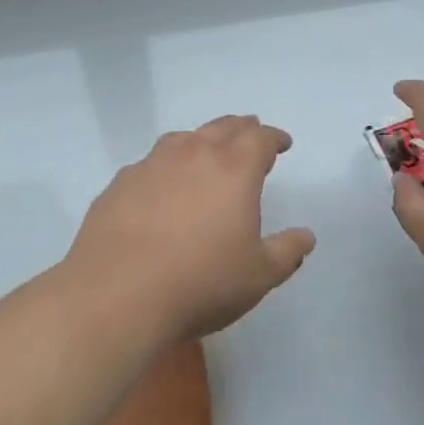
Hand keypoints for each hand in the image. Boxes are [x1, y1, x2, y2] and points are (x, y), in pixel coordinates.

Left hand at [67, 115, 315, 343]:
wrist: (117, 296)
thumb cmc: (200, 283)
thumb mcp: (258, 276)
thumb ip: (286, 252)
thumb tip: (306, 236)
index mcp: (234, 169)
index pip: (260, 138)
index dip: (274, 138)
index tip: (282, 143)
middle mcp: (193, 154)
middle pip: (223, 127)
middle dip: (242, 128)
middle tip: (251, 134)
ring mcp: (151, 165)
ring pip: (183, 138)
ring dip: (202, 140)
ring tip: (207, 152)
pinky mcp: (120, 184)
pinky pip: (150, 163)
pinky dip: (165, 166)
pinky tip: (161, 186)